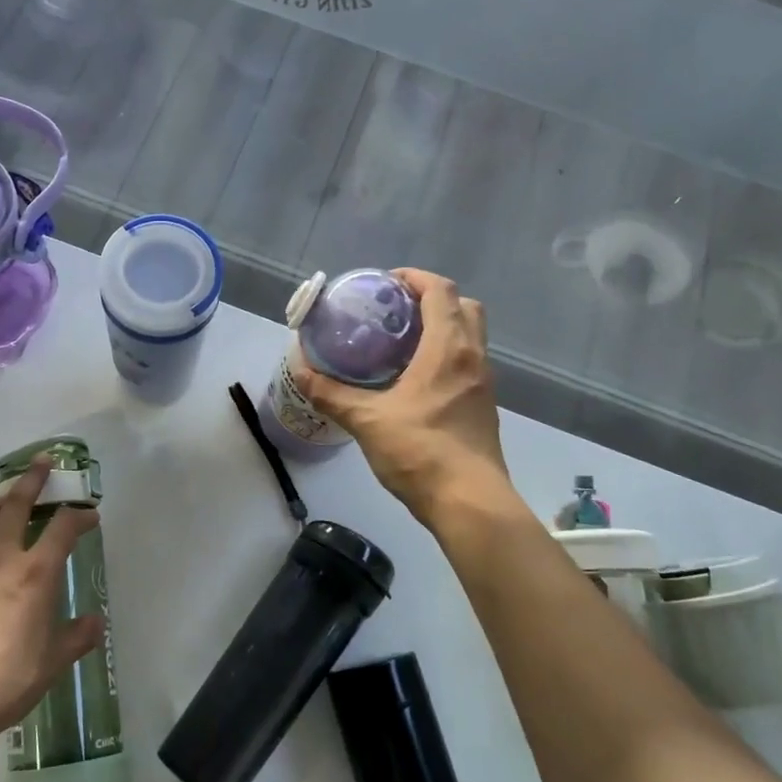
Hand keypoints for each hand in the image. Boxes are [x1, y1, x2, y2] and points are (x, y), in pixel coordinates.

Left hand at [0, 456, 105, 742]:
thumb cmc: (8, 681)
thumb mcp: (53, 662)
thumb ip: (76, 637)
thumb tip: (94, 623)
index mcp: (34, 574)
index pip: (62, 529)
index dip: (79, 516)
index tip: (90, 515)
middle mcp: (0, 562)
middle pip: (15, 507)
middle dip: (32, 482)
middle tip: (43, 463)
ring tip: (1, 501)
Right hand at [290, 268, 510, 519]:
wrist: (470, 503)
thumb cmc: (420, 452)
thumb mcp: (367, 421)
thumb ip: (331, 393)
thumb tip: (298, 369)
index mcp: (448, 349)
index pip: (440, 291)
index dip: (415, 278)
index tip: (386, 283)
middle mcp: (473, 358)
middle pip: (464, 306)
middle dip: (432, 299)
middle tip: (396, 310)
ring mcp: (483, 383)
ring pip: (469, 336)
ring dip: (442, 327)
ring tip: (400, 341)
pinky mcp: (483, 406)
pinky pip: (467, 362)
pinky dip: (446, 354)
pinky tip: (415, 379)